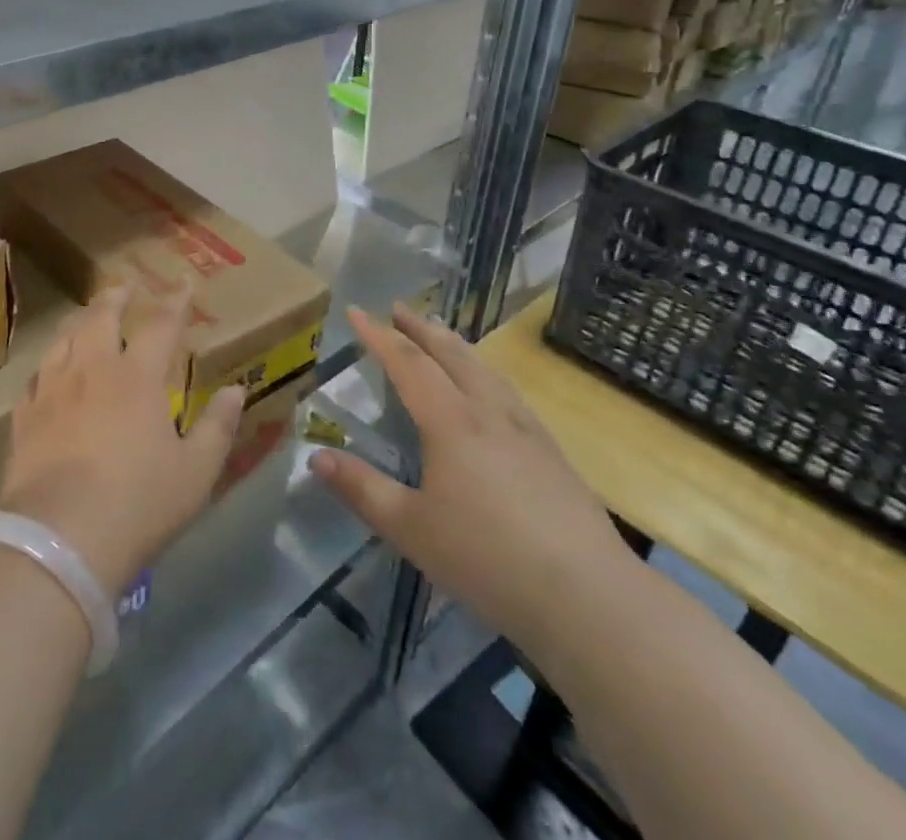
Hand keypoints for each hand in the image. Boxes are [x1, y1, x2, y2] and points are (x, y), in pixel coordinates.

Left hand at [0, 286, 245, 595]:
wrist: (60, 540)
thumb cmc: (139, 504)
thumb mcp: (196, 472)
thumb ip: (217, 426)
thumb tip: (236, 390)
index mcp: (137, 378)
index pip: (160, 325)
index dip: (175, 301)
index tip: (183, 282)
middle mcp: (92, 371)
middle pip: (101, 318)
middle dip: (116, 297)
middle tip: (124, 286)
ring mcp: (53, 391)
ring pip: (64, 339)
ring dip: (79, 321)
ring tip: (86, 317)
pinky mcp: (24, 418)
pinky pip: (35, 377)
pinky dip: (48, 364)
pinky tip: (48, 370)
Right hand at [311, 303, 638, 653]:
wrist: (589, 597)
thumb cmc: (487, 560)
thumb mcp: (410, 528)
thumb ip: (362, 489)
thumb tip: (316, 457)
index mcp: (450, 422)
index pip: (407, 363)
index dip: (378, 335)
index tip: (355, 311)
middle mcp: (488, 412)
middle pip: (450, 355)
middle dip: (420, 328)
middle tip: (398, 307)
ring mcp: (526, 430)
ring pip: (484, 369)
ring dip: (455, 345)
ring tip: (440, 333)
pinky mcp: (552, 453)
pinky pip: (508, 392)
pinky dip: (486, 372)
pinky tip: (492, 389)